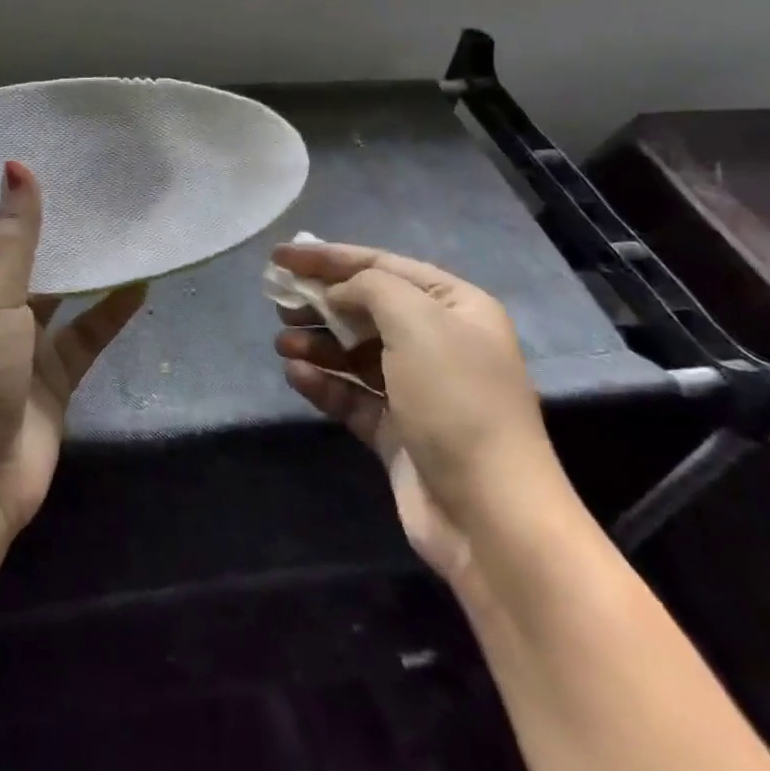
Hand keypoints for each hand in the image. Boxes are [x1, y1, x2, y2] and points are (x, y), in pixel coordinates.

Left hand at [0, 160, 146, 540]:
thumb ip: (12, 237)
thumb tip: (17, 165)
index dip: (8, 202)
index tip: (40, 155)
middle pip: (27, 264)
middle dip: (54, 231)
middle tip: (91, 179)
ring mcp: (22, 350)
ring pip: (61, 298)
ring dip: (87, 269)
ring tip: (122, 221)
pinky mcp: (54, 381)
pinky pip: (87, 337)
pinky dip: (110, 313)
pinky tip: (140, 281)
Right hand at [271, 243, 570, 585]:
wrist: (490, 513)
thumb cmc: (456, 400)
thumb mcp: (417, 322)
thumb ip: (370, 288)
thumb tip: (337, 293)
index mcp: (455, 307)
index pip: (382, 265)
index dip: (328, 257)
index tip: (280, 256)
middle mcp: (439, 342)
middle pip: (366, 308)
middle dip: (320, 301)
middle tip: (279, 302)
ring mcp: (418, 389)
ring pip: (354, 352)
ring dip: (317, 343)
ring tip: (282, 343)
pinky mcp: (397, 430)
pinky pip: (352, 394)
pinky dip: (323, 382)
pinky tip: (296, 375)